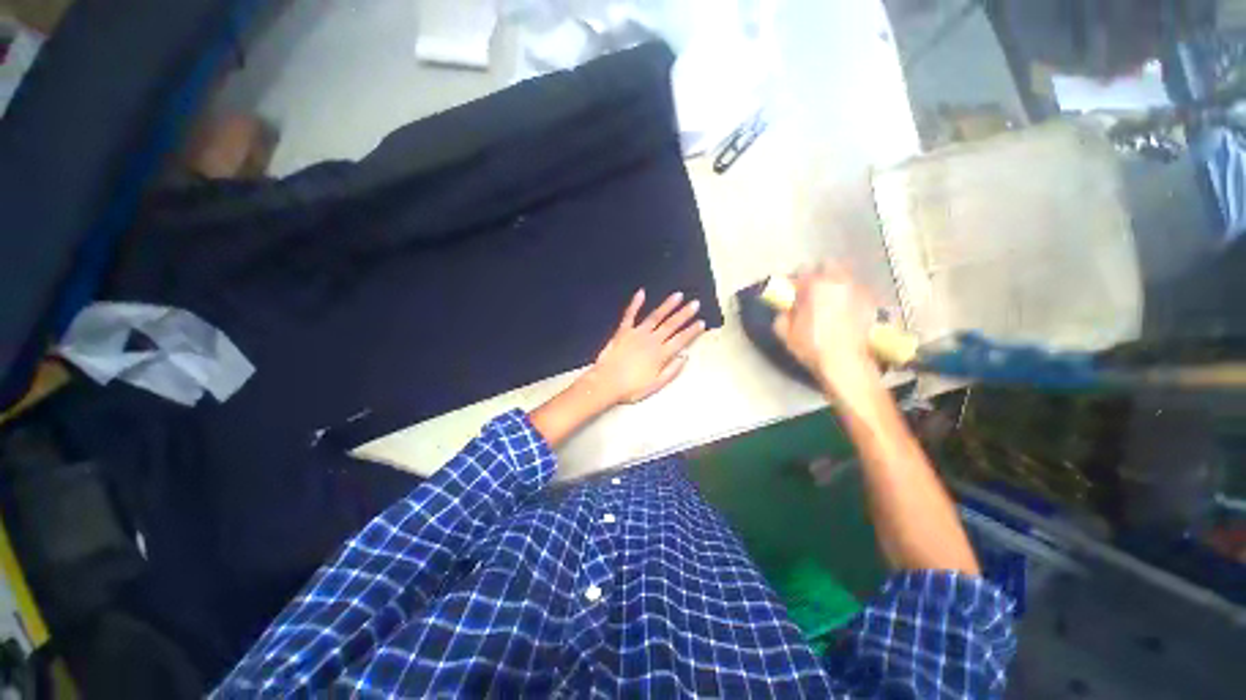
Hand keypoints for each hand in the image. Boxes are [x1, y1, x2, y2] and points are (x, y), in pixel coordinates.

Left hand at [585, 289, 706, 405]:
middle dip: (684, 314)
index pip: (681, 340)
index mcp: (661, 354)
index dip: (692, 331)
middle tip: (695, 303)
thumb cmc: (631, 388)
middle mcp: (652, 340)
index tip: (701, 322)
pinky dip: (635, 303)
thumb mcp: (656, 385)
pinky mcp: (623, 331)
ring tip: (678, 295)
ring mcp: (637, 333)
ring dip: (667, 305)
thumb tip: (685, 356)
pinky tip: (641, 293)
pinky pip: (630, 314)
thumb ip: (671, 370)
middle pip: (671, 325)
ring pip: (655, 316)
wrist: (606, 382)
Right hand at [772, 263, 881, 399]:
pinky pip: (858, 292)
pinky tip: (846, 313)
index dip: (795, 280)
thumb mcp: (785, 332)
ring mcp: (858, 291)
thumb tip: (786, 308)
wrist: (846, 363)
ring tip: (831, 302)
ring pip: (845, 277)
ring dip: (836, 285)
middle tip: (813, 290)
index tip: (793, 291)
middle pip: (828, 264)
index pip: (802, 270)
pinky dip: (850, 297)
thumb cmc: (812, 346)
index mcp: (815, 286)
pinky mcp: (872, 303)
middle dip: (819, 274)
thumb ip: (782, 314)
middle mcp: (838, 282)